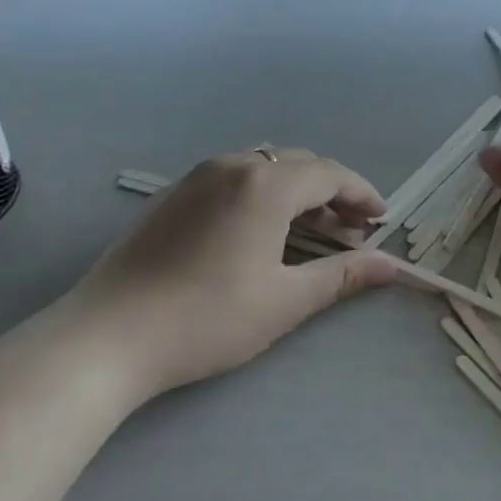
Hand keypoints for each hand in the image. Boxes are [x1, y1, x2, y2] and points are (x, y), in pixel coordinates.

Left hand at [73, 150, 397, 397]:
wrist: (109, 335)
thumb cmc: (207, 319)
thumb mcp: (284, 301)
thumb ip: (342, 275)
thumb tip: (391, 265)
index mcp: (265, 184)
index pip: (329, 174)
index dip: (362, 194)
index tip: (382, 219)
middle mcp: (233, 165)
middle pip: (298, 164)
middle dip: (332, 191)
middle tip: (352, 230)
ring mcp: (198, 176)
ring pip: (265, 166)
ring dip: (297, 191)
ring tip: (312, 230)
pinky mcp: (174, 194)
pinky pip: (234, 177)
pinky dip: (263, 193)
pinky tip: (263, 230)